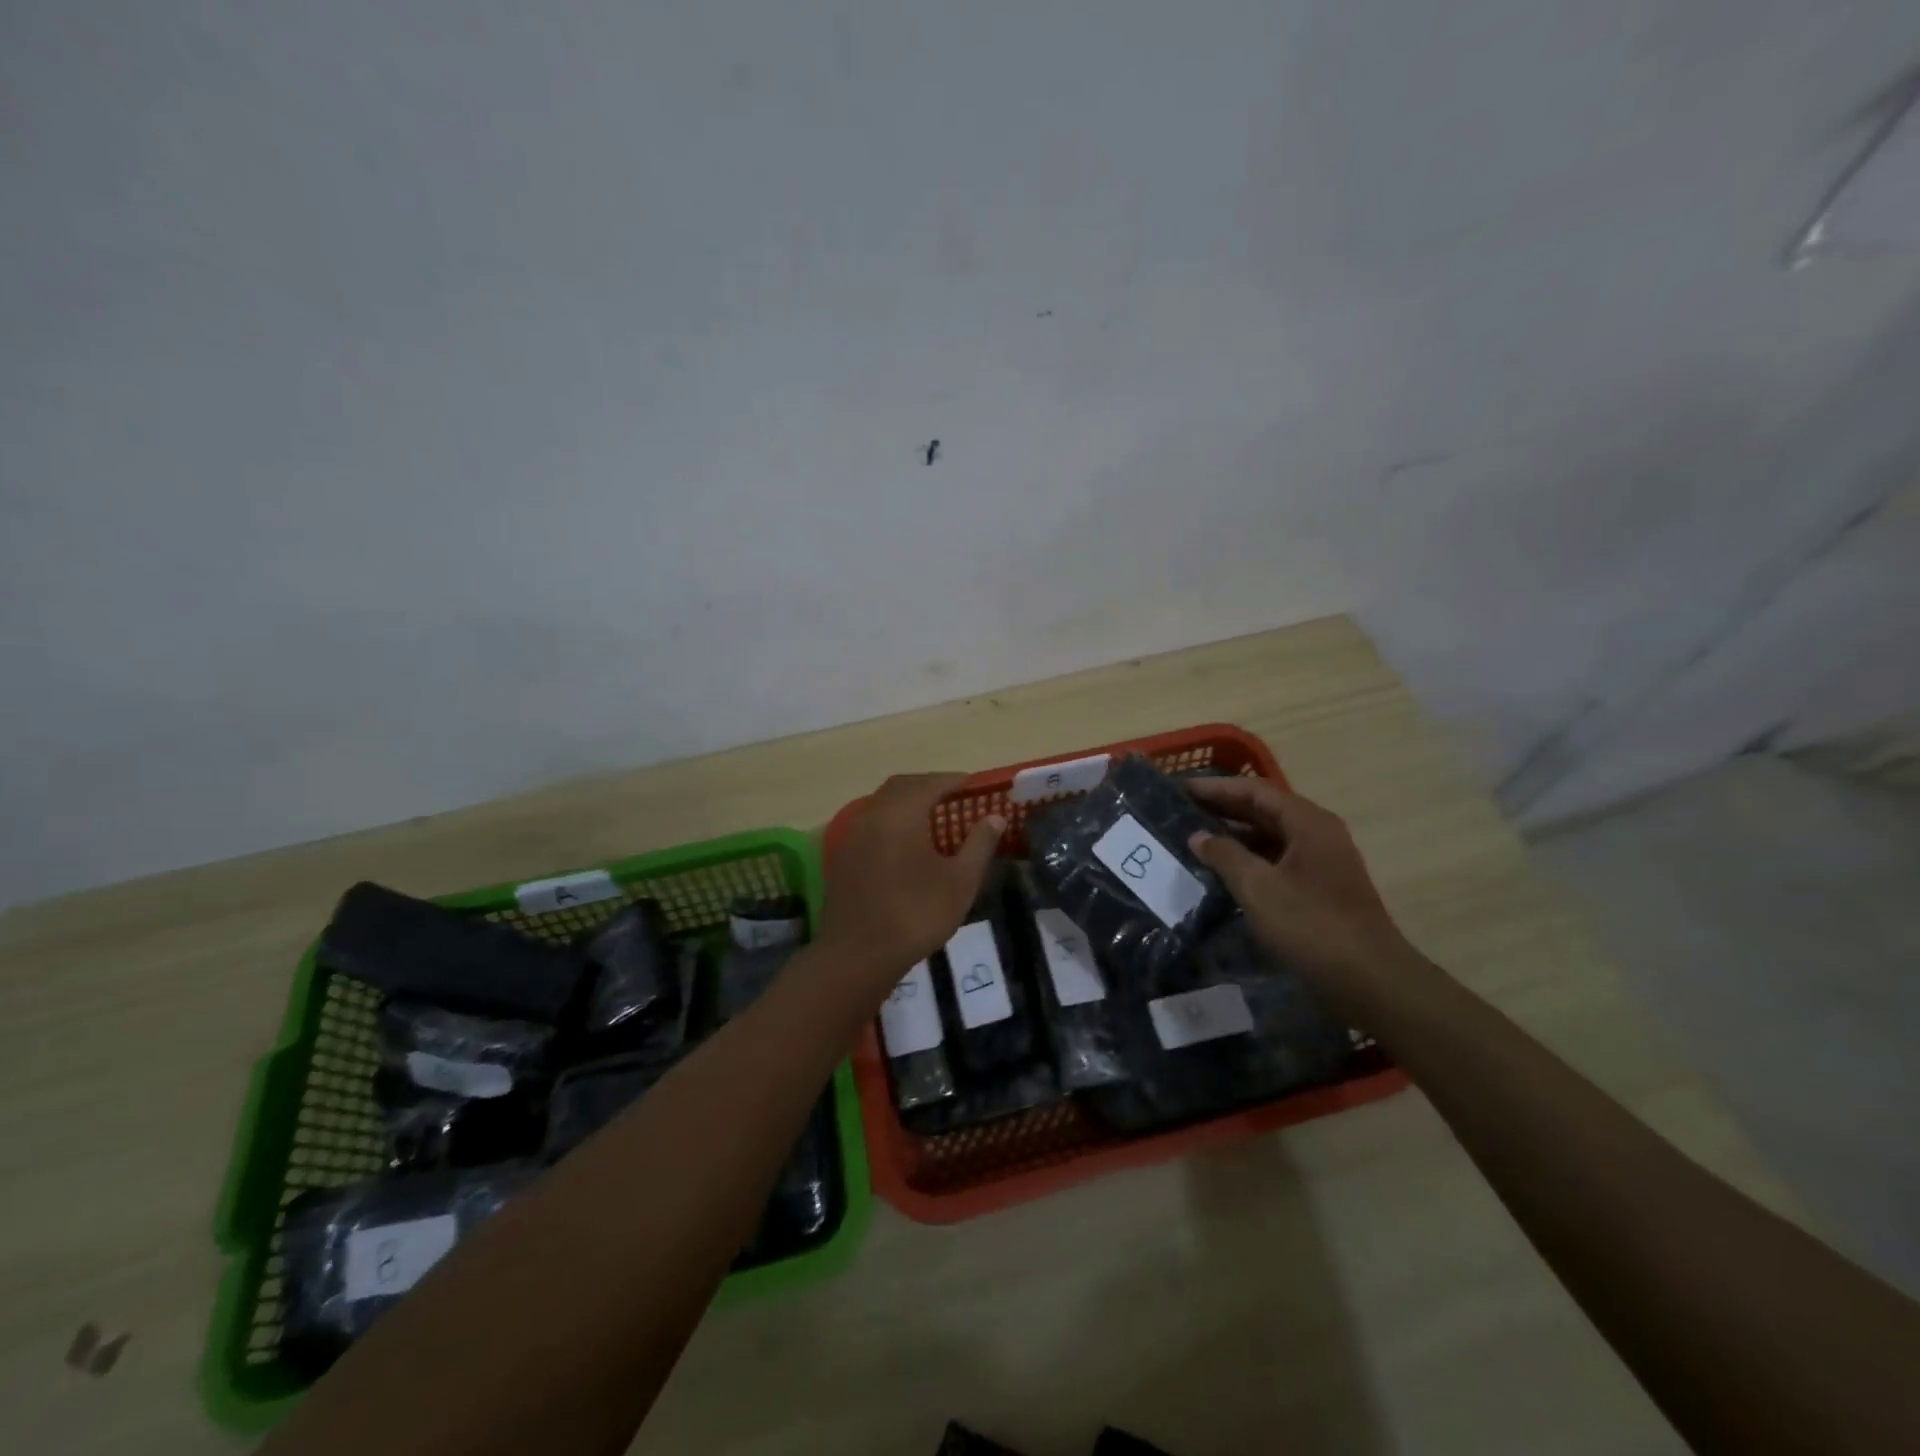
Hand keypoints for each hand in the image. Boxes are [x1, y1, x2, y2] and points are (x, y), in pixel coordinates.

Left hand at [819, 773, 1004, 994]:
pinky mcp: (843, 855)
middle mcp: (873, 814)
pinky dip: (891, 820)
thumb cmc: (916, 914)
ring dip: (907, 801)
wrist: (858, 954)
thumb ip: (979, 844)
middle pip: (902, 786)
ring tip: (933, 815)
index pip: (931, 783)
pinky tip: (905, 841)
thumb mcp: (960, 881)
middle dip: (929, 785)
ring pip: (882, 803)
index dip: (954, 780)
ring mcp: (853, 834)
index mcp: (902, 813)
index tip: (973, 783)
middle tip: (954, 795)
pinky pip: (871, 823)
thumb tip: (995, 817)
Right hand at [1185, 776, 1422, 1008]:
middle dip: (1224, 808)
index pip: (1255, 791)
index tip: (1181, 789)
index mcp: (1307, 822)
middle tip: (1183, 810)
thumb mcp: (1258, 888)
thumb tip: (1198, 836)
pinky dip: (1251, 858)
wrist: (1370, 980)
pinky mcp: (1322, 888)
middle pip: (1265, 809)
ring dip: (1236, 834)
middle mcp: (1318, 833)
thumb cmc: (1311, 925)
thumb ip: (1224, 856)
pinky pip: (1279, 859)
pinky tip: (1226, 871)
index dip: (1216, 788)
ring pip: (1272, 836)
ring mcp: (1323, 861)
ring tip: (1198, 838)